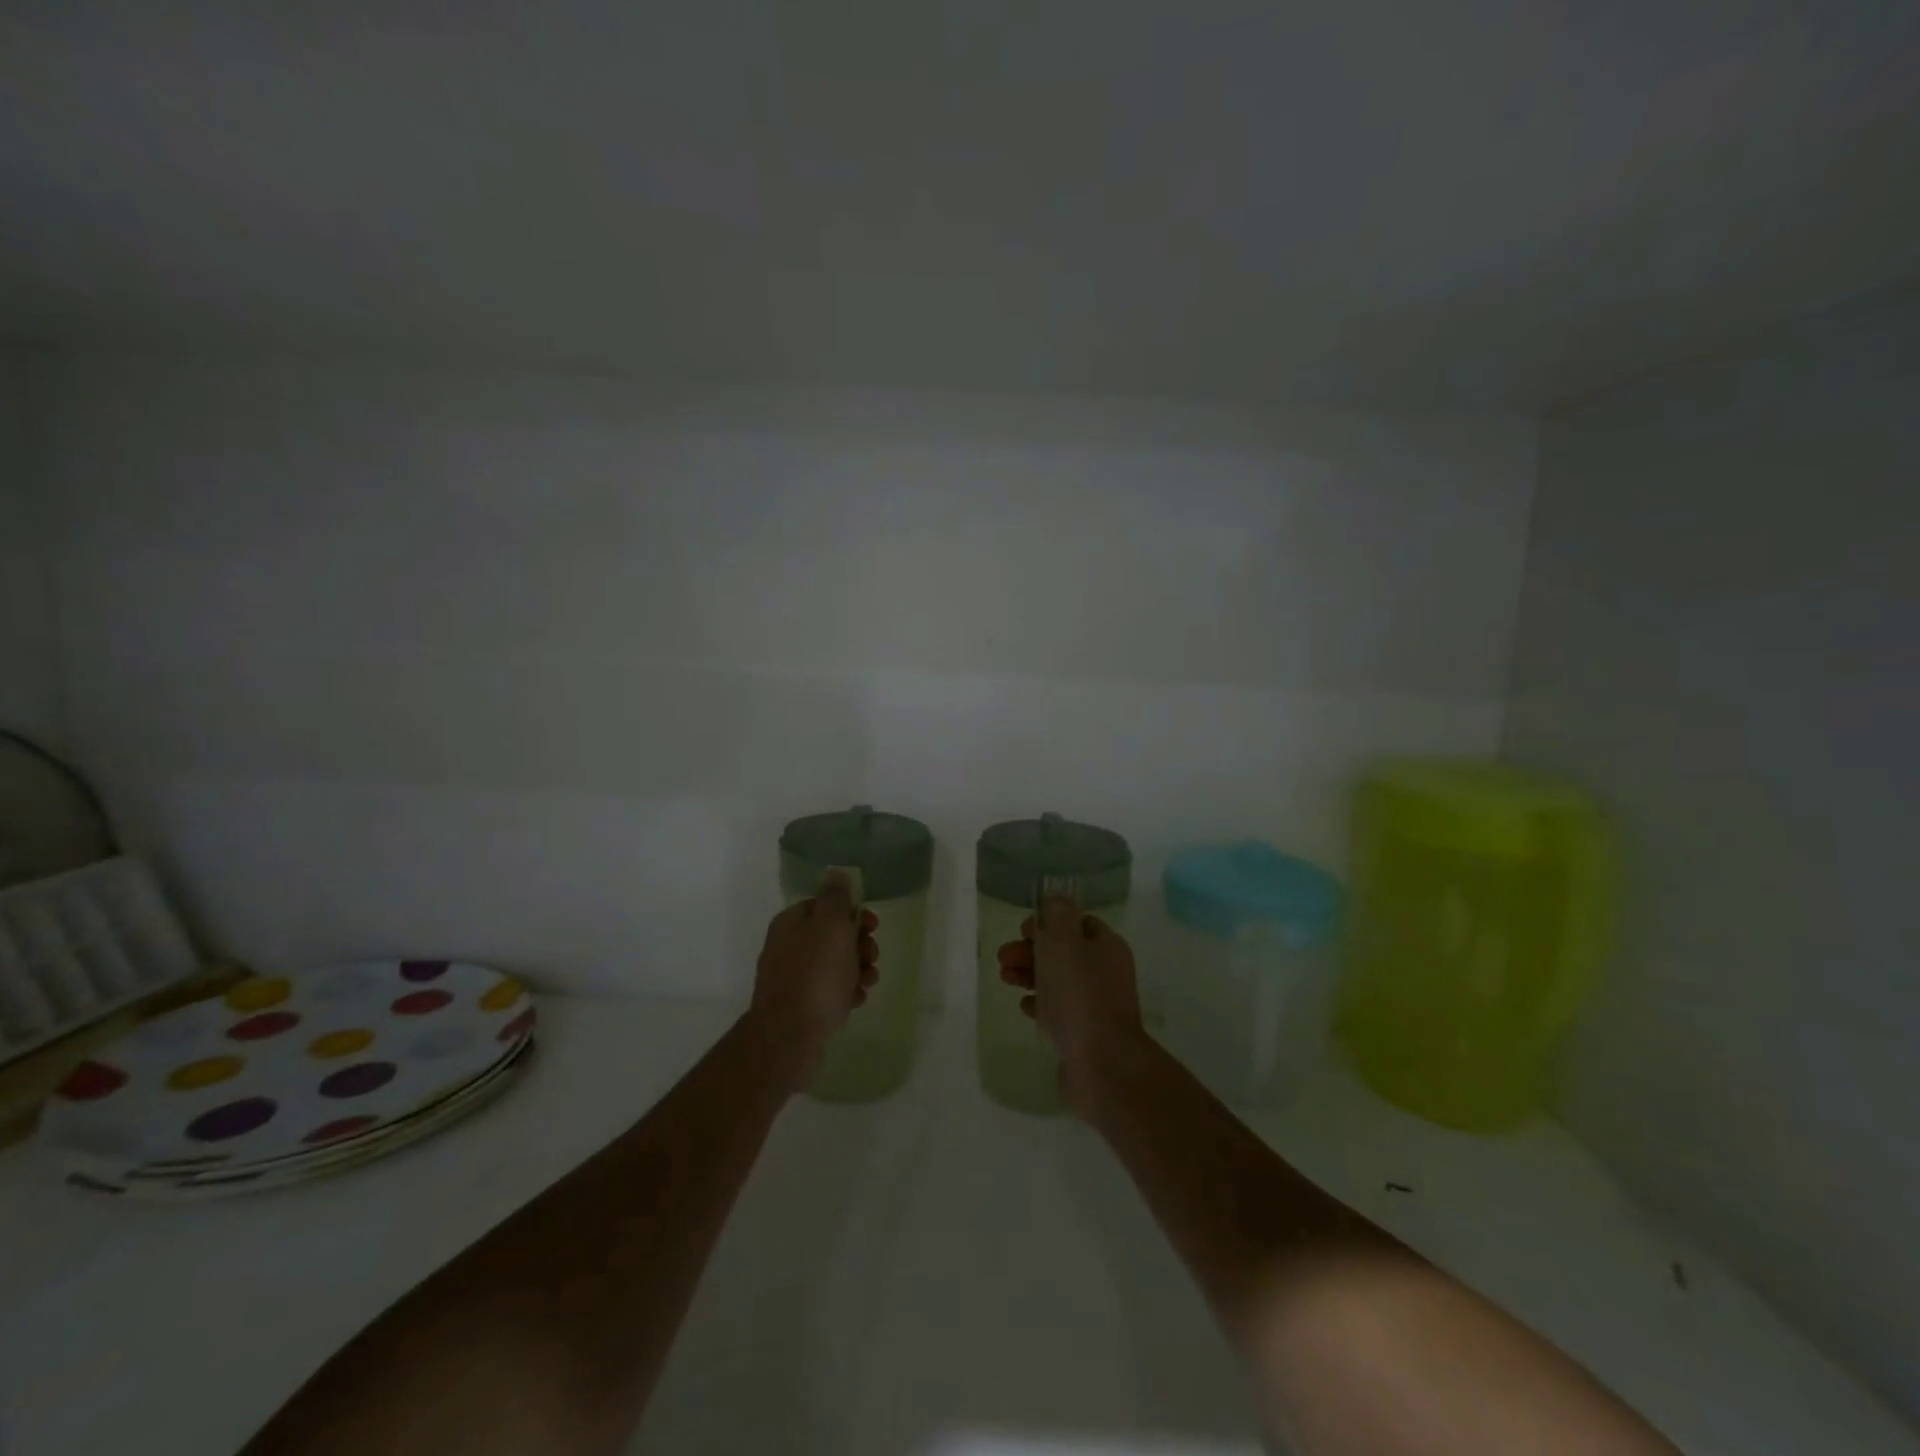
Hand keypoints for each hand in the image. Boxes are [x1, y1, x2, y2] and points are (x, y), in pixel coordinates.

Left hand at [748, 875, 879, 1088]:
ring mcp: (791, 978)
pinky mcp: (799, 1007)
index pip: (823, 906)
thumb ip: (835, 897)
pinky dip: (846, 992)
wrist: (790, 1035)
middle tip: (871, 955)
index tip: (871, 924)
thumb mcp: (831, 925)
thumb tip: (834, 872)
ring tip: (869, 981)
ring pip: (833, 964)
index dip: (851, 912)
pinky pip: (828, 991)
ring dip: (857, 968)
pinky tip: (856, 1000)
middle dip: (858, 943)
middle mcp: (787, 947)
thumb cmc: (816, 974)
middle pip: (831, 936)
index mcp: (790, 922)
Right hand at [997, 898, 1145, 1115]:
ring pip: (1058, 980)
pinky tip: (1024, 1006)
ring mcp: (1096, 1005)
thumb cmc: (1079, 994)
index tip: (1023, 931)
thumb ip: (1056, 915)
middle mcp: (1106, 971)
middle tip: (1003, 958)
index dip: (1048, 923)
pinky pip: (1059, 1011)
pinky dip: (1040, 1004)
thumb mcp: (1063, 942)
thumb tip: (1055, 898)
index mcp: (1106, 946)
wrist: (1101, 1064)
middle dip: (1031, 950)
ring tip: (1004, 979)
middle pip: (1063, 951)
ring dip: (1029, 974)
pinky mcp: (1085, 1033)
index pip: (1077, 922)